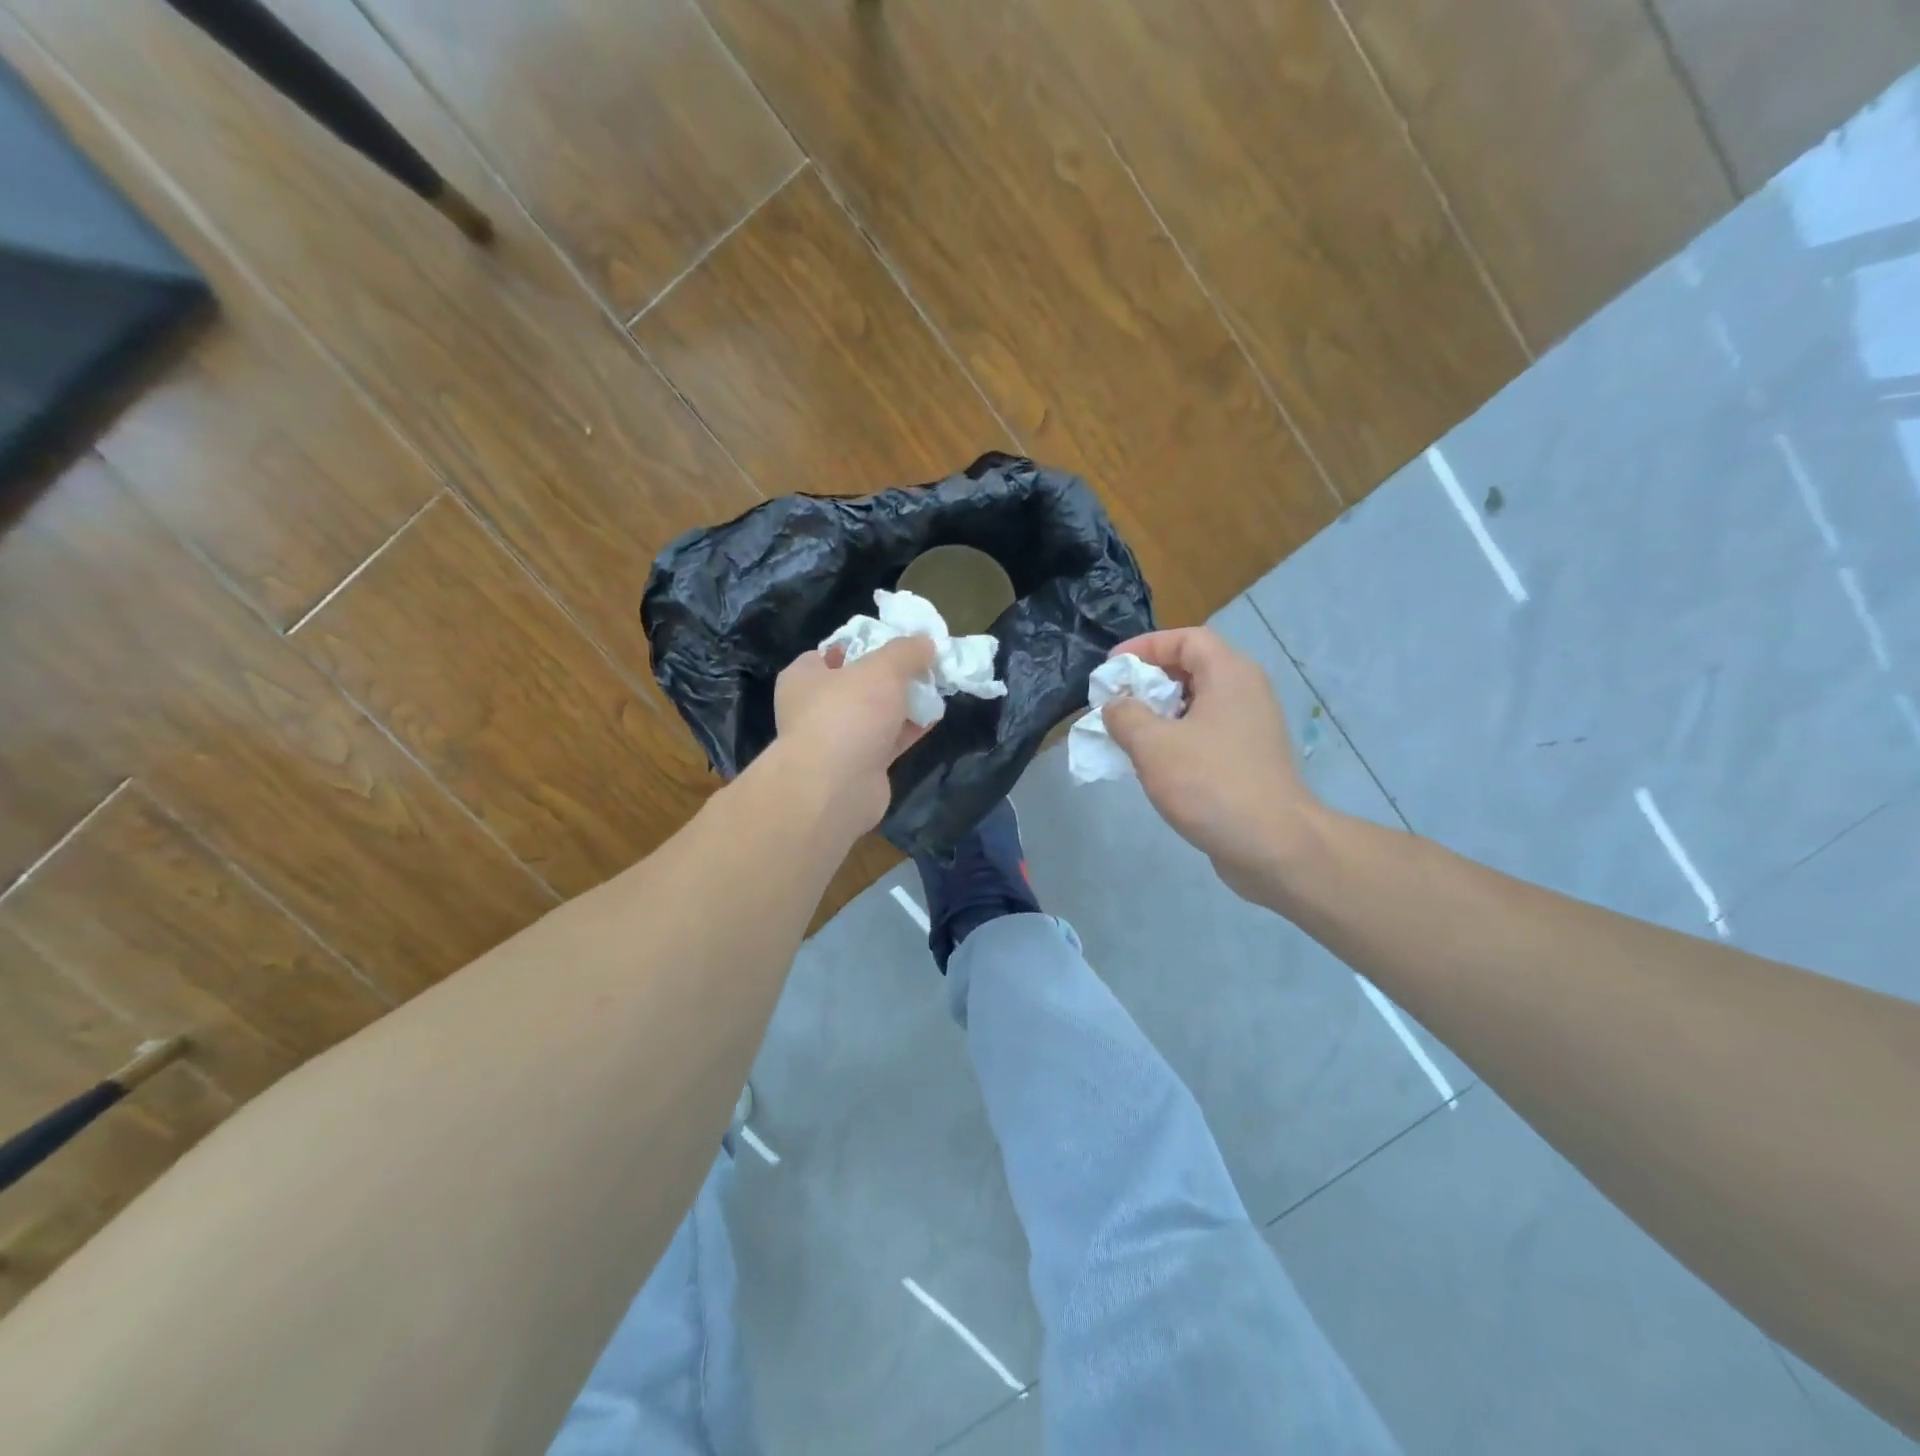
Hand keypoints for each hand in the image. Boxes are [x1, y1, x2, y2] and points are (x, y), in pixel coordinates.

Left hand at [772, 636, 935, 832]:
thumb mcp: (883, 668)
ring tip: (935, 689)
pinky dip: (908, 730)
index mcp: (804, 677)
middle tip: (922, 665)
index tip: (894, 642)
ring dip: (903, 704)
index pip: (831, 652)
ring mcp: (836, 740)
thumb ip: (906, 651)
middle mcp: (815, 708)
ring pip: (875, 714)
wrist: (836, 787)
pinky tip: (934, 718)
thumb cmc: (848, 713)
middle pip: (858, 683)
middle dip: (890, 677)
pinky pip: (887, 740)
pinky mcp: (859, 766)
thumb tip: (925, 641)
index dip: (863, 644)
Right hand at [1103, 627, 1320, 900]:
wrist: (1273, 846)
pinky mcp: (1248, 759)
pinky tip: (1153, 765)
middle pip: (1192, 669)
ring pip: (1197, 705)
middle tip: (1115, 703)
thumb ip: (1125, 716)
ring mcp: (1250, 728)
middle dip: (1148, 682)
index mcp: (1229, 675)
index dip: (1145, 647)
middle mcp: (1245, 692)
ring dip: (1158, 714)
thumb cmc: (1211, 784)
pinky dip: (1175, 738)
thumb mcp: (1153, 745)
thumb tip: (1116, 705)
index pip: (1186, 639)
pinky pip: (1205, 734)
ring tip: (1126, 735)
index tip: (1111, 670)